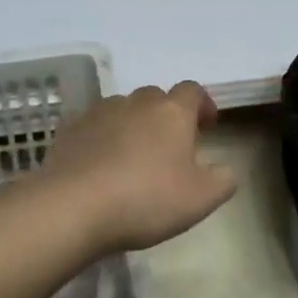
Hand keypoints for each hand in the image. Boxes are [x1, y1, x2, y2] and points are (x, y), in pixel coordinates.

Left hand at [41, 83, 239, 253]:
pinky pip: (94, 126)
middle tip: (170, 147)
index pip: (192, 91)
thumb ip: (223, 180)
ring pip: (123, 109)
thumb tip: (226, 169)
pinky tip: (100, 165)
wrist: (74, 205)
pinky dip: (102, 138)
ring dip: (132, 125)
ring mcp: (99, 112)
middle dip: (166, 116)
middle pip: (156, 98)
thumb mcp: (200, 199)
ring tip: (133, 157)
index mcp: (172, 112)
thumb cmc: (146, 199)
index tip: (207, 125)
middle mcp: (136, 102)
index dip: (203, 105)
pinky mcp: (71, 129)